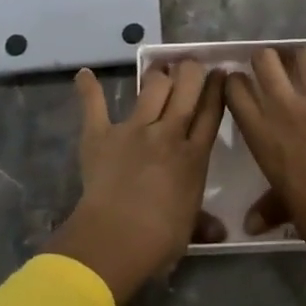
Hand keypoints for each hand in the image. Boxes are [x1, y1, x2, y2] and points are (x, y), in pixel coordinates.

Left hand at [45, 61, 226, 302]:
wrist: (116, 239)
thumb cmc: (159, 240)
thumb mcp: (190, 229)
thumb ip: (204, 222)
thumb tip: (220, 231)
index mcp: (193, 156)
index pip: (210, 112)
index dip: (216, 89)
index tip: (220, 72)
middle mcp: (168, 134)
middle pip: (186, 89)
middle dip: (190, 71)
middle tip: (190, 65)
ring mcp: (134, 130)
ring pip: (152, 88)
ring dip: (157, 76)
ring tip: (159, 71)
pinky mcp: (101, 134)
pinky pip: (94, 106)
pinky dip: (89, 89)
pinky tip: (85, 74)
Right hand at [224, 15, 305, 256]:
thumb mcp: (285, 209)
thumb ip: (266, 209)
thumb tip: (248, 226)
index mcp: (262, 133)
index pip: (236, 90)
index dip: (235, 81)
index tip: (237, 81)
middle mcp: (286, 108)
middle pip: (266, 61)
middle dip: (266, 61)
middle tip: (272, 70)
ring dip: (304, 57)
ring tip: (305, 62)